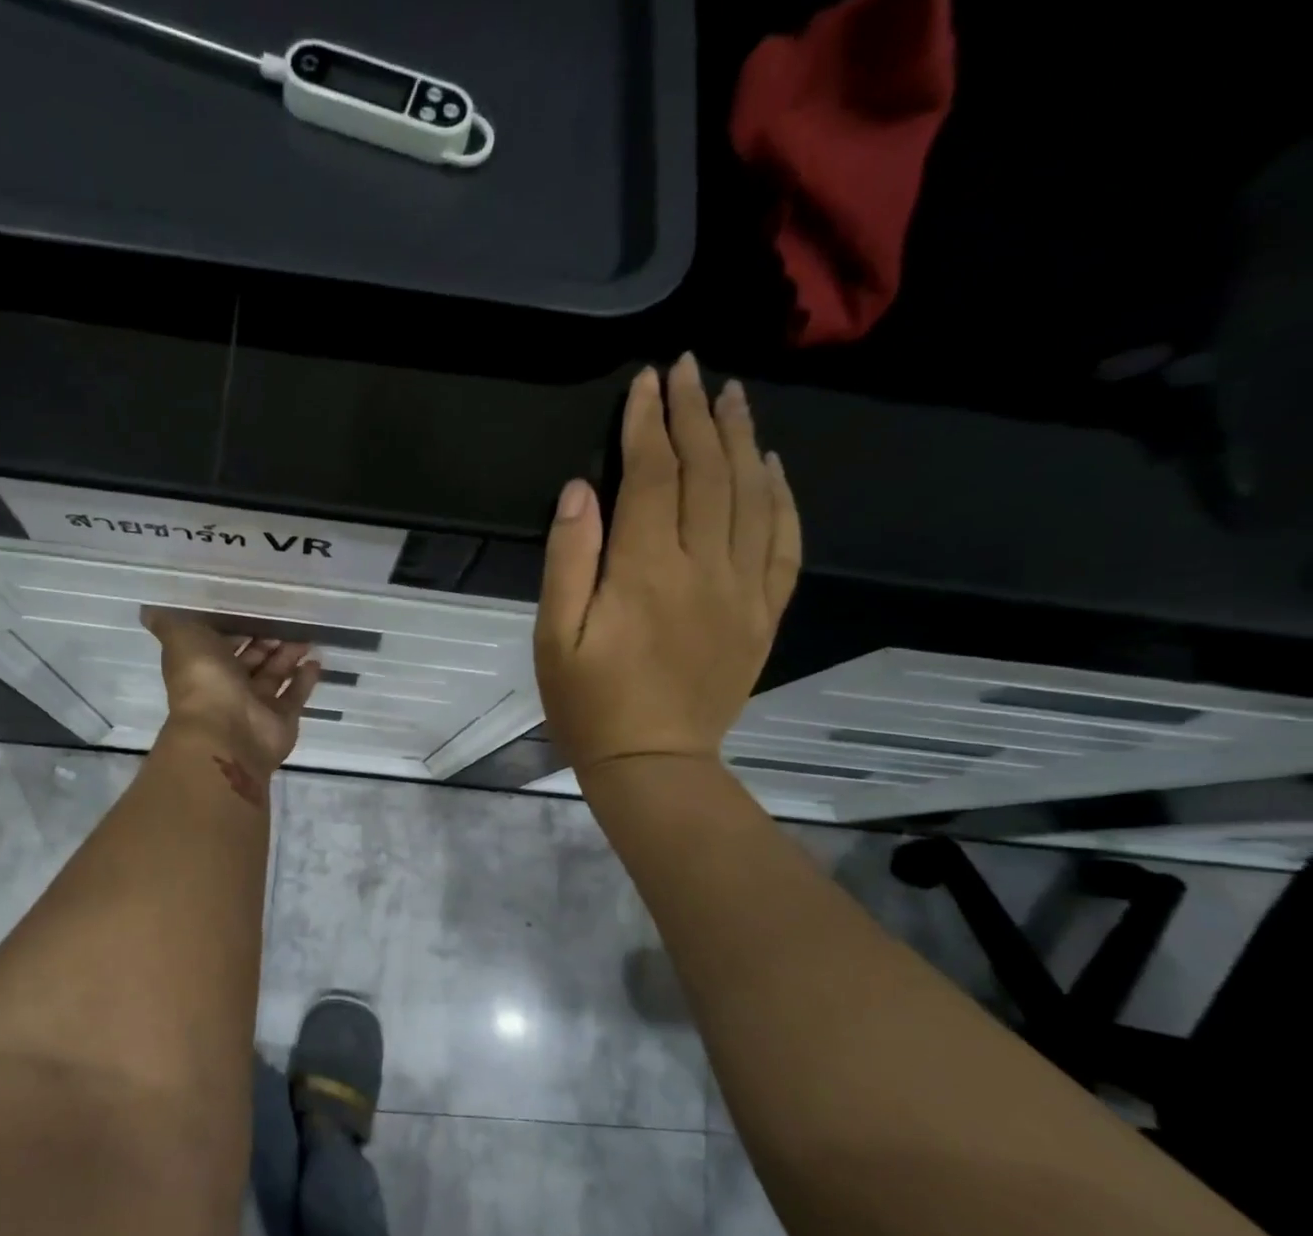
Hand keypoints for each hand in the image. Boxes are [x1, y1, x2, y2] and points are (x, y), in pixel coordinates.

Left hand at [143, 608, 321, 781]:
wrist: (226, 732)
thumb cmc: (203, 680)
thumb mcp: (181, 639)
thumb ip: (169, 623)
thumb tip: (148, 609)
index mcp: (204, 667)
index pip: (219, 644)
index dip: (233, 629)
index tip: (251, 609)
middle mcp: (228, 687)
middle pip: (251, 660)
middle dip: (266, 642)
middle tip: (287, 622)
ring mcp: (256, 706)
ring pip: (274, 676)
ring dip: (288, 657)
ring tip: (306, 637)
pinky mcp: (281, 720)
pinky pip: (295, 696)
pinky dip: (305, 680)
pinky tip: (316, 661)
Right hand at [533, 353, 801, 777]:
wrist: (654, 763)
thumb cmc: (590, 704)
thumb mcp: (555, 637)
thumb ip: (568, 561)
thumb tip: (581, 490)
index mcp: (646, 571)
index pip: (653, 476)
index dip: (648, 424)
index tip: (645, 382)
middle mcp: (703, 567)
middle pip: (706, 473)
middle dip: (693, 414)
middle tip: (689, 369)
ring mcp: (742, 589)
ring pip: (750, 496)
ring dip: (740, 440)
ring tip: (731, 397)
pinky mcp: (763, 613)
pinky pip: (784, 543)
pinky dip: (782, 498)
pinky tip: (773, 467)